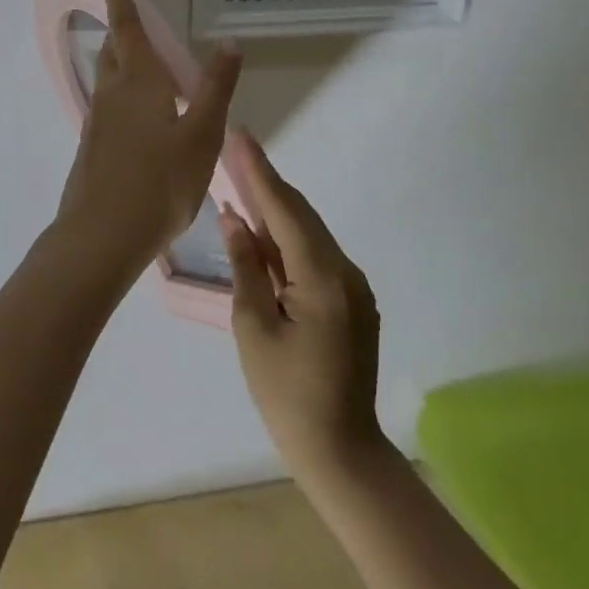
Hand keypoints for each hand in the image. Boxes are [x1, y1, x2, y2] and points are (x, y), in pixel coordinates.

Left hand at [52, 0, 241, 288]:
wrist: (103, 236)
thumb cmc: (160, 182)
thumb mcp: (202, 136)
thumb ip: (216, 89)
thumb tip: (229, 43)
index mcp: (138, 83)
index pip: (127, 29)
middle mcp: (111, 96)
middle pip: (113, 53)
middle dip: (122, 34)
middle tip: (136, 23)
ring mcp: (97, 124)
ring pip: (108, 82)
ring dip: (122, 66)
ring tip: (146, 69)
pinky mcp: (93, 150)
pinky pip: (108, 110)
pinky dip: (123, 99)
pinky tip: (140, 120)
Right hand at [220, 132, 388, 489]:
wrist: (341, 452)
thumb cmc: (287, 394)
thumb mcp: (254, 328)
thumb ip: (246, 267)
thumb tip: (235, 219)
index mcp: (323, 278)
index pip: (285, 211)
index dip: (259, 172)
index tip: (241, 136)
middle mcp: (345, 273)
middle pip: (301, 215)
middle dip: (266, 182)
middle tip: (236, 150)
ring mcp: (353, 288)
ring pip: (308, 234)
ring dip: (275, 209)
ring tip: (241, 180)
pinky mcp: (350, 302)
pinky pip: (314, 256)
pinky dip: (286, 239)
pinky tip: (261, 231)